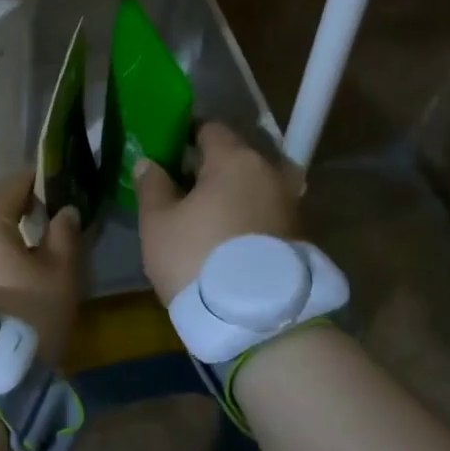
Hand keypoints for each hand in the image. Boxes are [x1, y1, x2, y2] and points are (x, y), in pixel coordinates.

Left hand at [0, 174, 81, 368]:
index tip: (61, 192)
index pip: (14, 182)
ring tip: (26, 263)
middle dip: (20, 214)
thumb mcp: (60, 274)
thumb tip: (64, 211)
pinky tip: (2, 286)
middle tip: (49, 230)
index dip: (40, 183)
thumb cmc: (25, 317)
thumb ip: (65, 234)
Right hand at [133, 121, 301, 302]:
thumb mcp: (158, 223)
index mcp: (236, 159)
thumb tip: (149, 162)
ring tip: (204, 216)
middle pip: (235, 156)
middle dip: (209, 166)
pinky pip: (265, 211)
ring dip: (231, 193)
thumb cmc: (198, 259)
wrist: (257, 322)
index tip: (167, 153)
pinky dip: (247, 215)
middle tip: (180, 188)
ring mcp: (290, 203)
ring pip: (253, 185)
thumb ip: (152, 185)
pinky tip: (226, 237)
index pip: (209, 128)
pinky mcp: (299, 234)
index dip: (185, 136)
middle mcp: (270, 172)